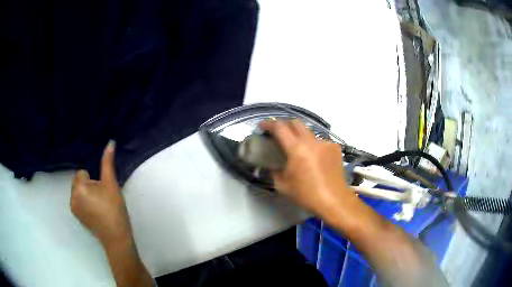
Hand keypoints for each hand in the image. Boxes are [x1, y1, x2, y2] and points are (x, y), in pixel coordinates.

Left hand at [70, 141, 131, 246]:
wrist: (116, 238)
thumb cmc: (114, 209)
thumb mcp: (111, 184)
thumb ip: (108, 163)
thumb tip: (110, 142)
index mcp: (78, 188)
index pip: (82, 173)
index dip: (94, 180)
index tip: (102, 191)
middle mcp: (71, 197)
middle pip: (80, 182)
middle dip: (90, 186)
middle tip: (103, 198)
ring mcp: (74, 209)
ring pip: (80, 192)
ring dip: (88, 195)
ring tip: (101, 206)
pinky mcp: (78, 218)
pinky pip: (79, 202)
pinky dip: (87, 204)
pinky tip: (97, 213)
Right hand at [260, 120, 355, 215]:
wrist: (334, 200)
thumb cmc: (307, 194)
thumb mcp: (283, 186)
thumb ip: (274, 172)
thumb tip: (273, 166)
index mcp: (296, 149)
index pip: (279, 127)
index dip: (269, 123)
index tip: (262, 126)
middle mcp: (311, 141)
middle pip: (295, 122)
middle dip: (284, 124)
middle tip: (279, 134)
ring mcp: (325, 143)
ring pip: (309, 132)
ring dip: (300, 136)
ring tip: (299, 148)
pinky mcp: (335, 147)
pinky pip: (320, 141)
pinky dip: (314, 145)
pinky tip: (314, 157)